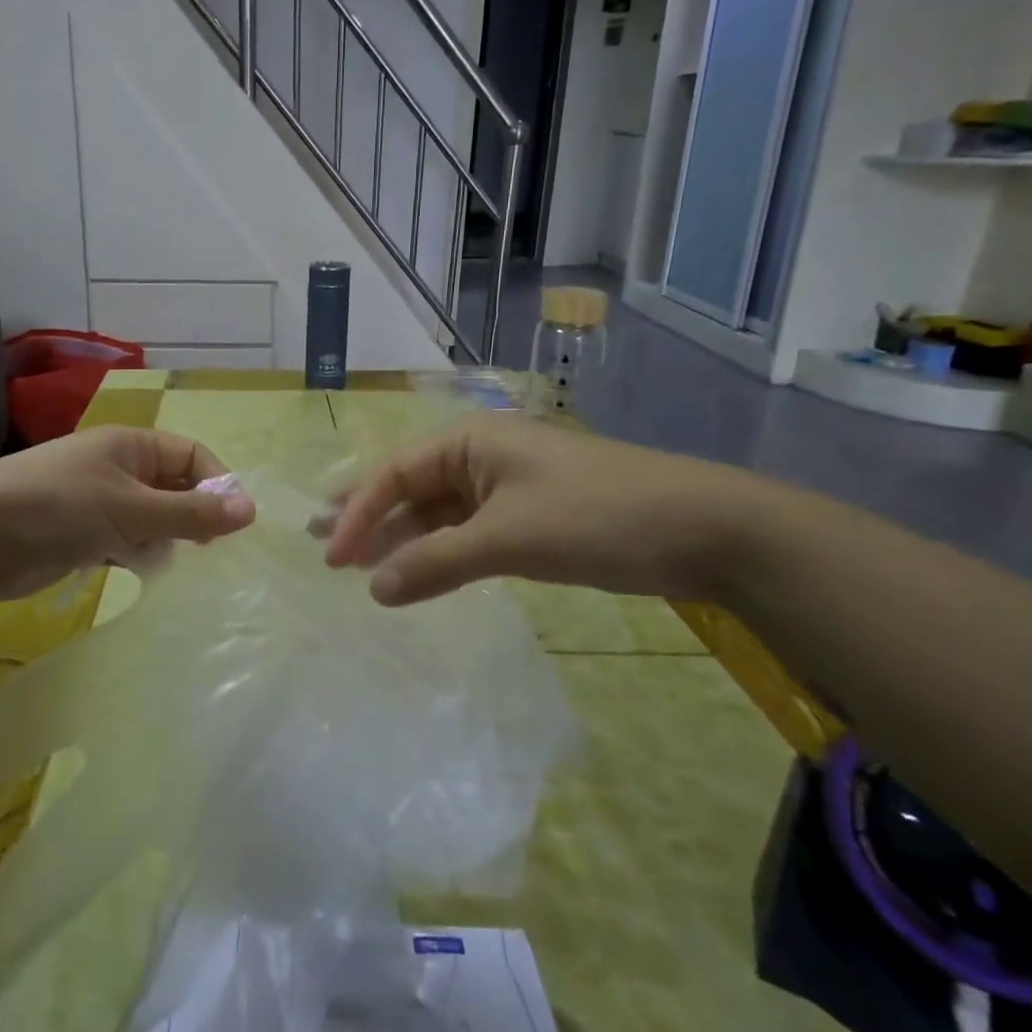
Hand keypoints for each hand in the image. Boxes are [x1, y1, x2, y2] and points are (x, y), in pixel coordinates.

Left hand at [0, 427, 255, 600]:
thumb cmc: (59, 507)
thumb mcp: (132, 508)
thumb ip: (190, 513)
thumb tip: (250, 509)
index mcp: (131, 445)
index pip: (191, 456)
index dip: (216, 484)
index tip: (234, 524)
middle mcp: (117, 468)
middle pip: (172, 488)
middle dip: (191, 517)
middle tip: (206, 551)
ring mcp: (97, 502)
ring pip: (149, 519)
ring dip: (163, 540)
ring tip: (170, 563)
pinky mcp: (80, 535)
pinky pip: (124, 541)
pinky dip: (136, 555)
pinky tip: (140, 573)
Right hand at [321, 413, 749, 604]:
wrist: (705, 530)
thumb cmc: (597, 517)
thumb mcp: (508, 540)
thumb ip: (435, 563)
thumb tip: (372, 590)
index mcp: (470, 440)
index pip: (395, 473)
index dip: (357, 513)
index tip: (332, 556)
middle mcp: (481, 455)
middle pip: (410, 486)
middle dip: (369, 517)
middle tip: (326, 548)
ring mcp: (507, 486)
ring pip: (438, 511)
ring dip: (402, 538)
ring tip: (362, 567)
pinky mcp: (530, 515)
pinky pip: (468, 530)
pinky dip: (440, 551)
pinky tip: (420, 571)